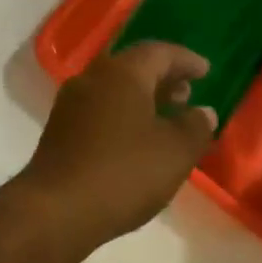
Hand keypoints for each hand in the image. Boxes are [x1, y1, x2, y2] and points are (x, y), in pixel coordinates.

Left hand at [11, 43, 217, 246]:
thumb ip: (195, 127)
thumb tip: (202, 112)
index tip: (205, 71)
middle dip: (162, 78)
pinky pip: (99, 110)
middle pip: (132, 67)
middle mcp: (91, 79)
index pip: (158, 52)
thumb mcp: (175, 152)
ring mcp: (70, 104)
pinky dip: (123, 116)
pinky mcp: (59, 130)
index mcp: (121, 73)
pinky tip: (136, 141)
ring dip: (142, 98)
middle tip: (187, 94)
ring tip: (166, 119)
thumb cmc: (123, 173)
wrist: (56, 210)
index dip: (185, 60)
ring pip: (113, 89)